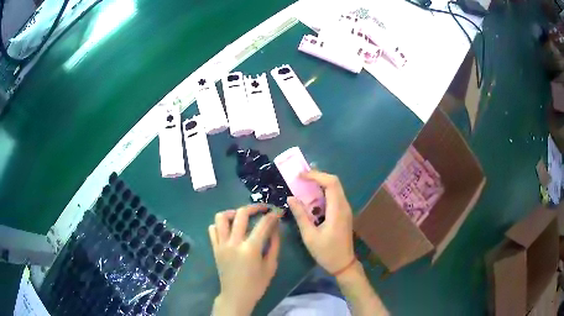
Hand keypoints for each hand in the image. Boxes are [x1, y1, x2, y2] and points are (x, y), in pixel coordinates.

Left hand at [209, 204, 280, 315]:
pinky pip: (212, 229)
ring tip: (242, 216)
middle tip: (263, 209)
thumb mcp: (271, 266)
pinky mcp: (214, 248)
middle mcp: (234, 242)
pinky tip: (230, 229)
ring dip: (233, 212)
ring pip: (221, 217)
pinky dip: (220, 224)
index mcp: (250, 248)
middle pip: (241, 214)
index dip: (272, 215)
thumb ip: (274, 244)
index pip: (263, 224)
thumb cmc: (257, 284)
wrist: (236, 296)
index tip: (278, 212)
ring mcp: (221, 244)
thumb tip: (275, 227)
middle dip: (255, 207)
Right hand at [287, 171, 354, 273]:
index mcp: (337, 210)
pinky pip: (334, 196)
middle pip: (334, 182)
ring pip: (335, 188)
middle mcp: (344, 206)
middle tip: (300, 177)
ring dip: (320, 183)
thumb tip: (290, 198)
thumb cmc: (326, 252)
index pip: (331, 183)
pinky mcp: (343, 213)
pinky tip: (312, 198)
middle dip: (318, 176)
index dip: (316, 176)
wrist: (343, 264)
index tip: (300, 176)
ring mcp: (345, 209)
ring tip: (303, 184)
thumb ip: (300, 215)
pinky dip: (323, 192)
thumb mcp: (309, 235)